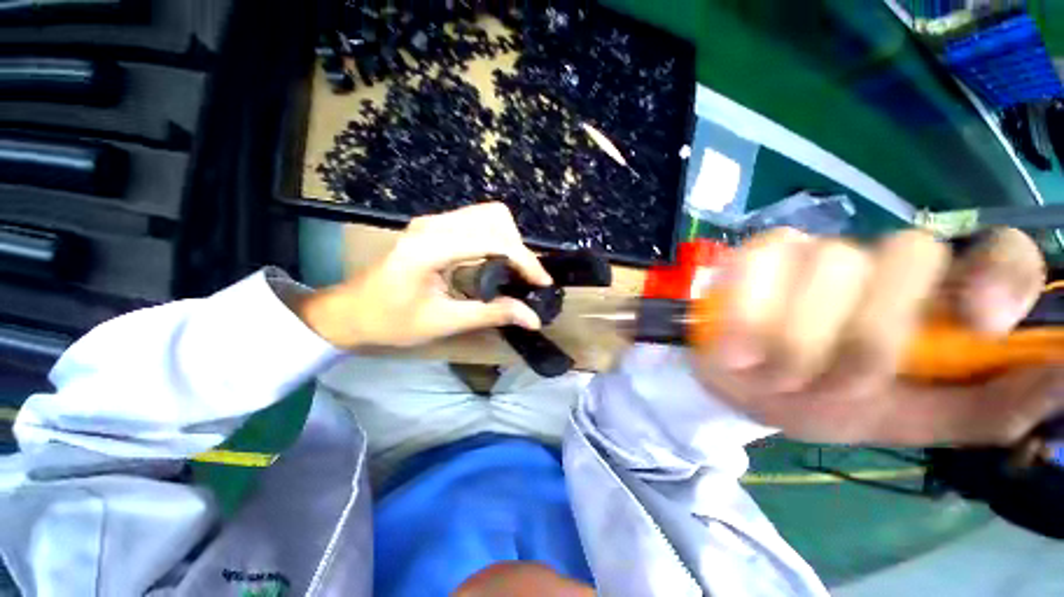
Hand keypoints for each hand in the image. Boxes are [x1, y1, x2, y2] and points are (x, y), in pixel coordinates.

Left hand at [295, 203, 550, 348]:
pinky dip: (496, 238)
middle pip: (494, 217)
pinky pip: (477, 221)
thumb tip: (533, 317)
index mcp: (431, 247)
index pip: (492, 240)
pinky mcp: (435, 226)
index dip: (524, 260)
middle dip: (518, 247)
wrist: (351, 311)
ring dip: (509, 240)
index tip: (542, 283)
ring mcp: (433, 221)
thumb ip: (491, 314)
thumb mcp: (444, 322)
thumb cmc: (391, 321)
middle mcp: (434, 224)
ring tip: (514, 272)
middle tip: (524, 278)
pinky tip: (497, 262)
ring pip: (488, 215)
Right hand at [695, 227, 1062, 445]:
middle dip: (867, 337)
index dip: (999, 274)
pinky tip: (742, 341)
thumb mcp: (901, 422)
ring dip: (800, 339)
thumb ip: (981, 410)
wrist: (738, 386)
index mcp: (931, 303)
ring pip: (832, 265)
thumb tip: (1061, 376)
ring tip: (776, 372)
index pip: (998, 252)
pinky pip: (762, 262)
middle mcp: (881, 263)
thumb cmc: (818, 406)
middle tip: (830, 383)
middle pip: (907, 256)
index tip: (978, 323)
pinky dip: (752, 312)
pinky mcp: (757, 253)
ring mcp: (814, 250)